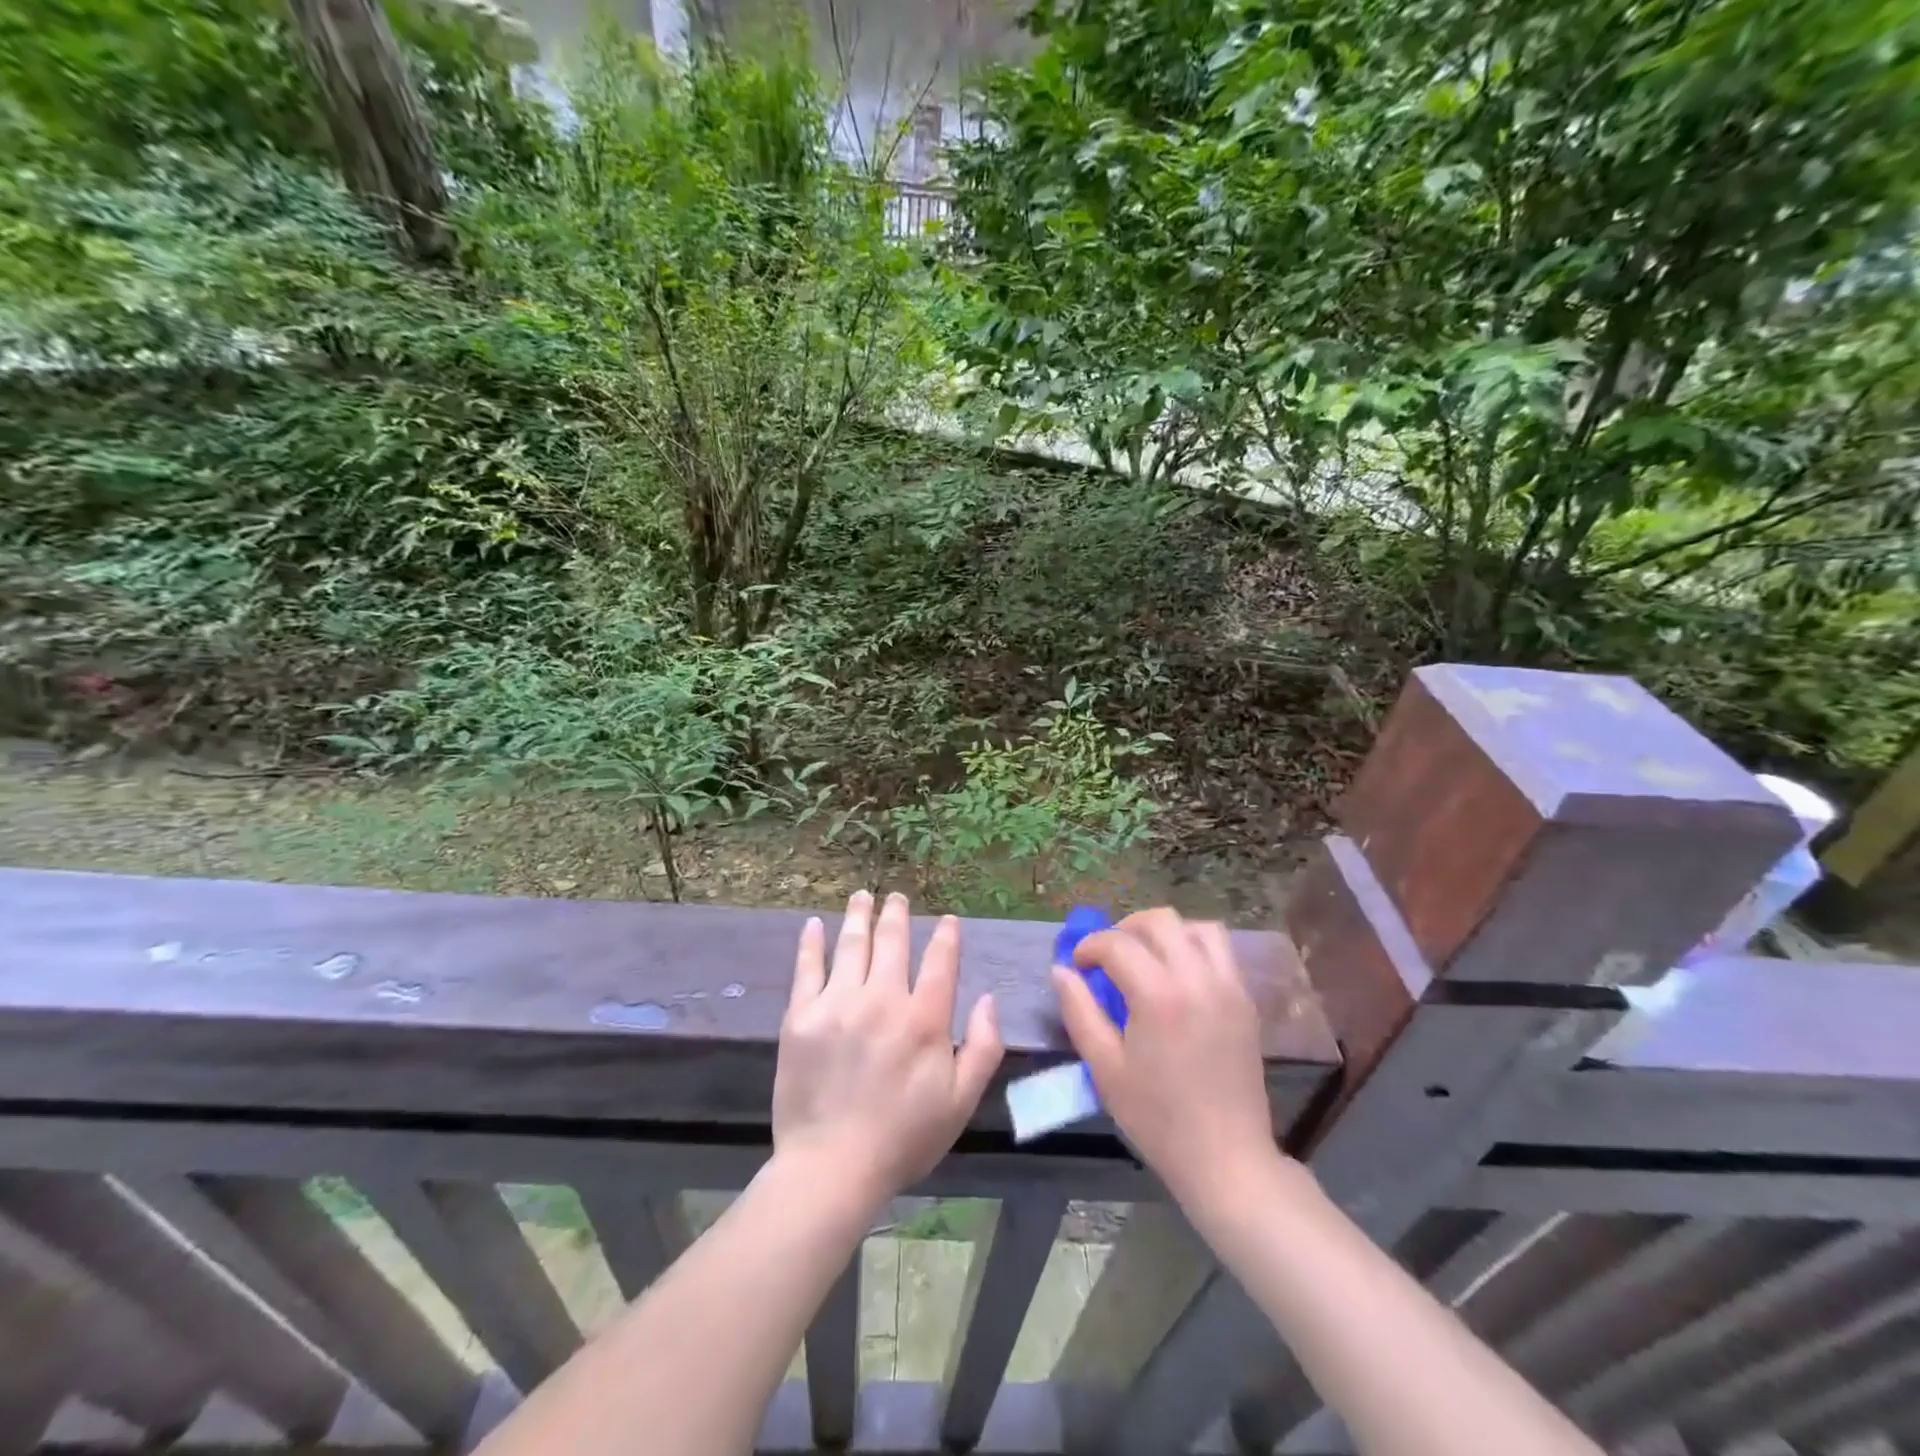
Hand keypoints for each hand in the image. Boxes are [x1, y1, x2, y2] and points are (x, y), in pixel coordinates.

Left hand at [772, 891, 1003, 1215]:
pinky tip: (815, 924)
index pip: (940, 962)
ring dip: (859, 916)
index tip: (947, 920)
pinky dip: (812, 942)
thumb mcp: (960, 1102)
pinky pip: (807, 968)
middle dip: (897, 915)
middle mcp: (882, 1000)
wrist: (831, 1168)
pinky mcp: (801, 1016)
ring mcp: (838, 1004)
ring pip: (851, 945)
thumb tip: (988, 999)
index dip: (946, 937)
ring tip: (863, 896)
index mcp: (924, 1020)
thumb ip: (983, 1047)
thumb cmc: (903, 1138)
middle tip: (897, 897)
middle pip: (892, 943)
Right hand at [1053, 908, 1278, 1215]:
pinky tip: (1177, 977)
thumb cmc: (1158, 1118)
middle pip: (1161, 921)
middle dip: (1126, 928)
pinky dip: (1195, 948)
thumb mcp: (1105, 1068)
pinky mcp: (1246, 1000)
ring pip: (1198, 928)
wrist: (1226, 1159)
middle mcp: (1197, 978)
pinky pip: (1221, 952)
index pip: (1117, 944)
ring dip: (1166, 933)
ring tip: (1147, 958)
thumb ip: (1080, 1012)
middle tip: (1109, 956)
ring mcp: (1228, 987)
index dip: (1090, 947)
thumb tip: (1061, 971)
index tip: (1078, 965)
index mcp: (1159, 995)